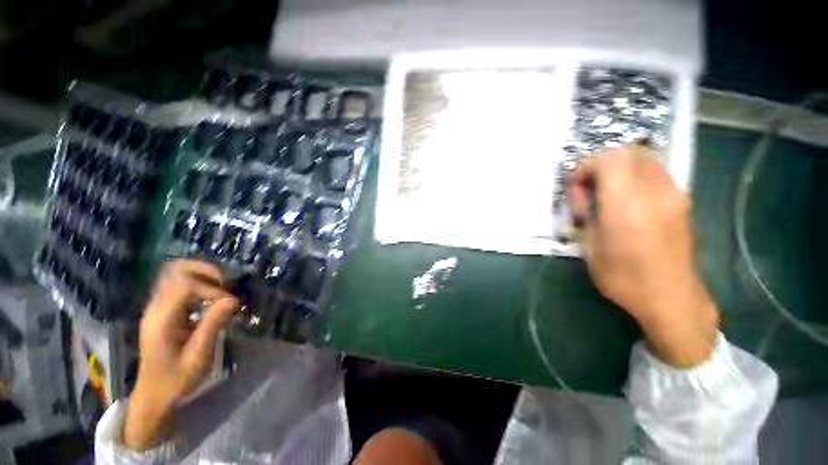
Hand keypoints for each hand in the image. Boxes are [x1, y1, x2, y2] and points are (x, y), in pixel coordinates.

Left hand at [124, 260, 237, 449]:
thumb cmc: (176, 381)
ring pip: (175, 274)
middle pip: (174, 270)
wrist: (154, 396)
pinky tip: (211, 298)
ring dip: (202, 275)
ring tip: (221, 288)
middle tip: (225, 284)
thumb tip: (232, 299)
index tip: (228, 304)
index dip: (210, 289)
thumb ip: (212, 325)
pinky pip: (178, 286)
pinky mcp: (163, 312)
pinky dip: (198, 284)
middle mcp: (155, 309)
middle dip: (204, 271)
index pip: (184, 285)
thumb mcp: (197, 357)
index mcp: (160, 320)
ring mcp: (157, 309)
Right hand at [571, 144, 718, 366]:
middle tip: (590, 187)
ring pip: (644, 159)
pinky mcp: (682, 201)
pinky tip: (627, 200)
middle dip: (602, 163)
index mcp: (627, 206)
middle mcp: (655, 193)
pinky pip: (655, 173)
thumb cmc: (623, 278)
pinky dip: (635, 176)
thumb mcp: (589, 246)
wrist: (671, 299)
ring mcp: (674, 194)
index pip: (611, 159)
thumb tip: (582, 191)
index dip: (589, 164)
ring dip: (619, 169)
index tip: (578, 183)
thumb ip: (585, 212)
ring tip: (607, 193)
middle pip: (629, 153)